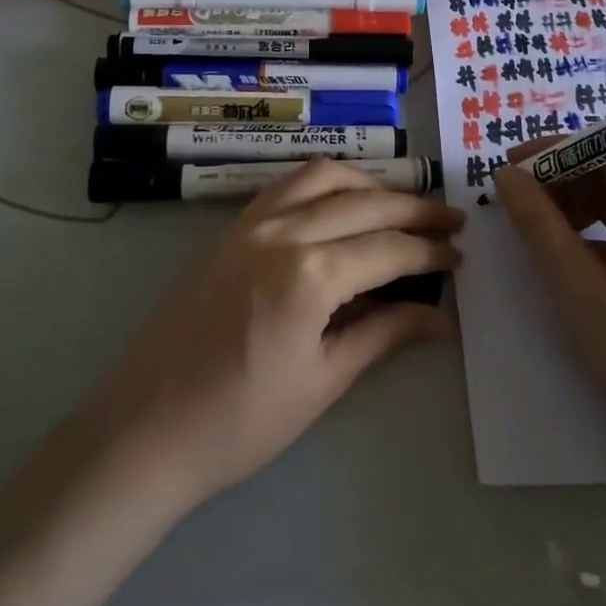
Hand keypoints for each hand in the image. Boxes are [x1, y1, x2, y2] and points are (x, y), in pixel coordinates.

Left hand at [85, 160, 462, 508]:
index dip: (430, 251)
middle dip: (414, 208)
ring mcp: (251, 222)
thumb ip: (384, 334)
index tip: (458, 255)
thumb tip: (440, 318)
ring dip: (370, 183)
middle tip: (450, 220)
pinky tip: (343, 202)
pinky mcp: (231, 227)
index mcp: (310, 274)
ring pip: (324, 176)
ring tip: (401, 204)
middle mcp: (283, 231)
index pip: (389, 248)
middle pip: (365, 202)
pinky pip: (288, 185)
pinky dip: (326, 182)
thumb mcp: (324, 380)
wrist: (147, 428)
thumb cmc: (241, 421)